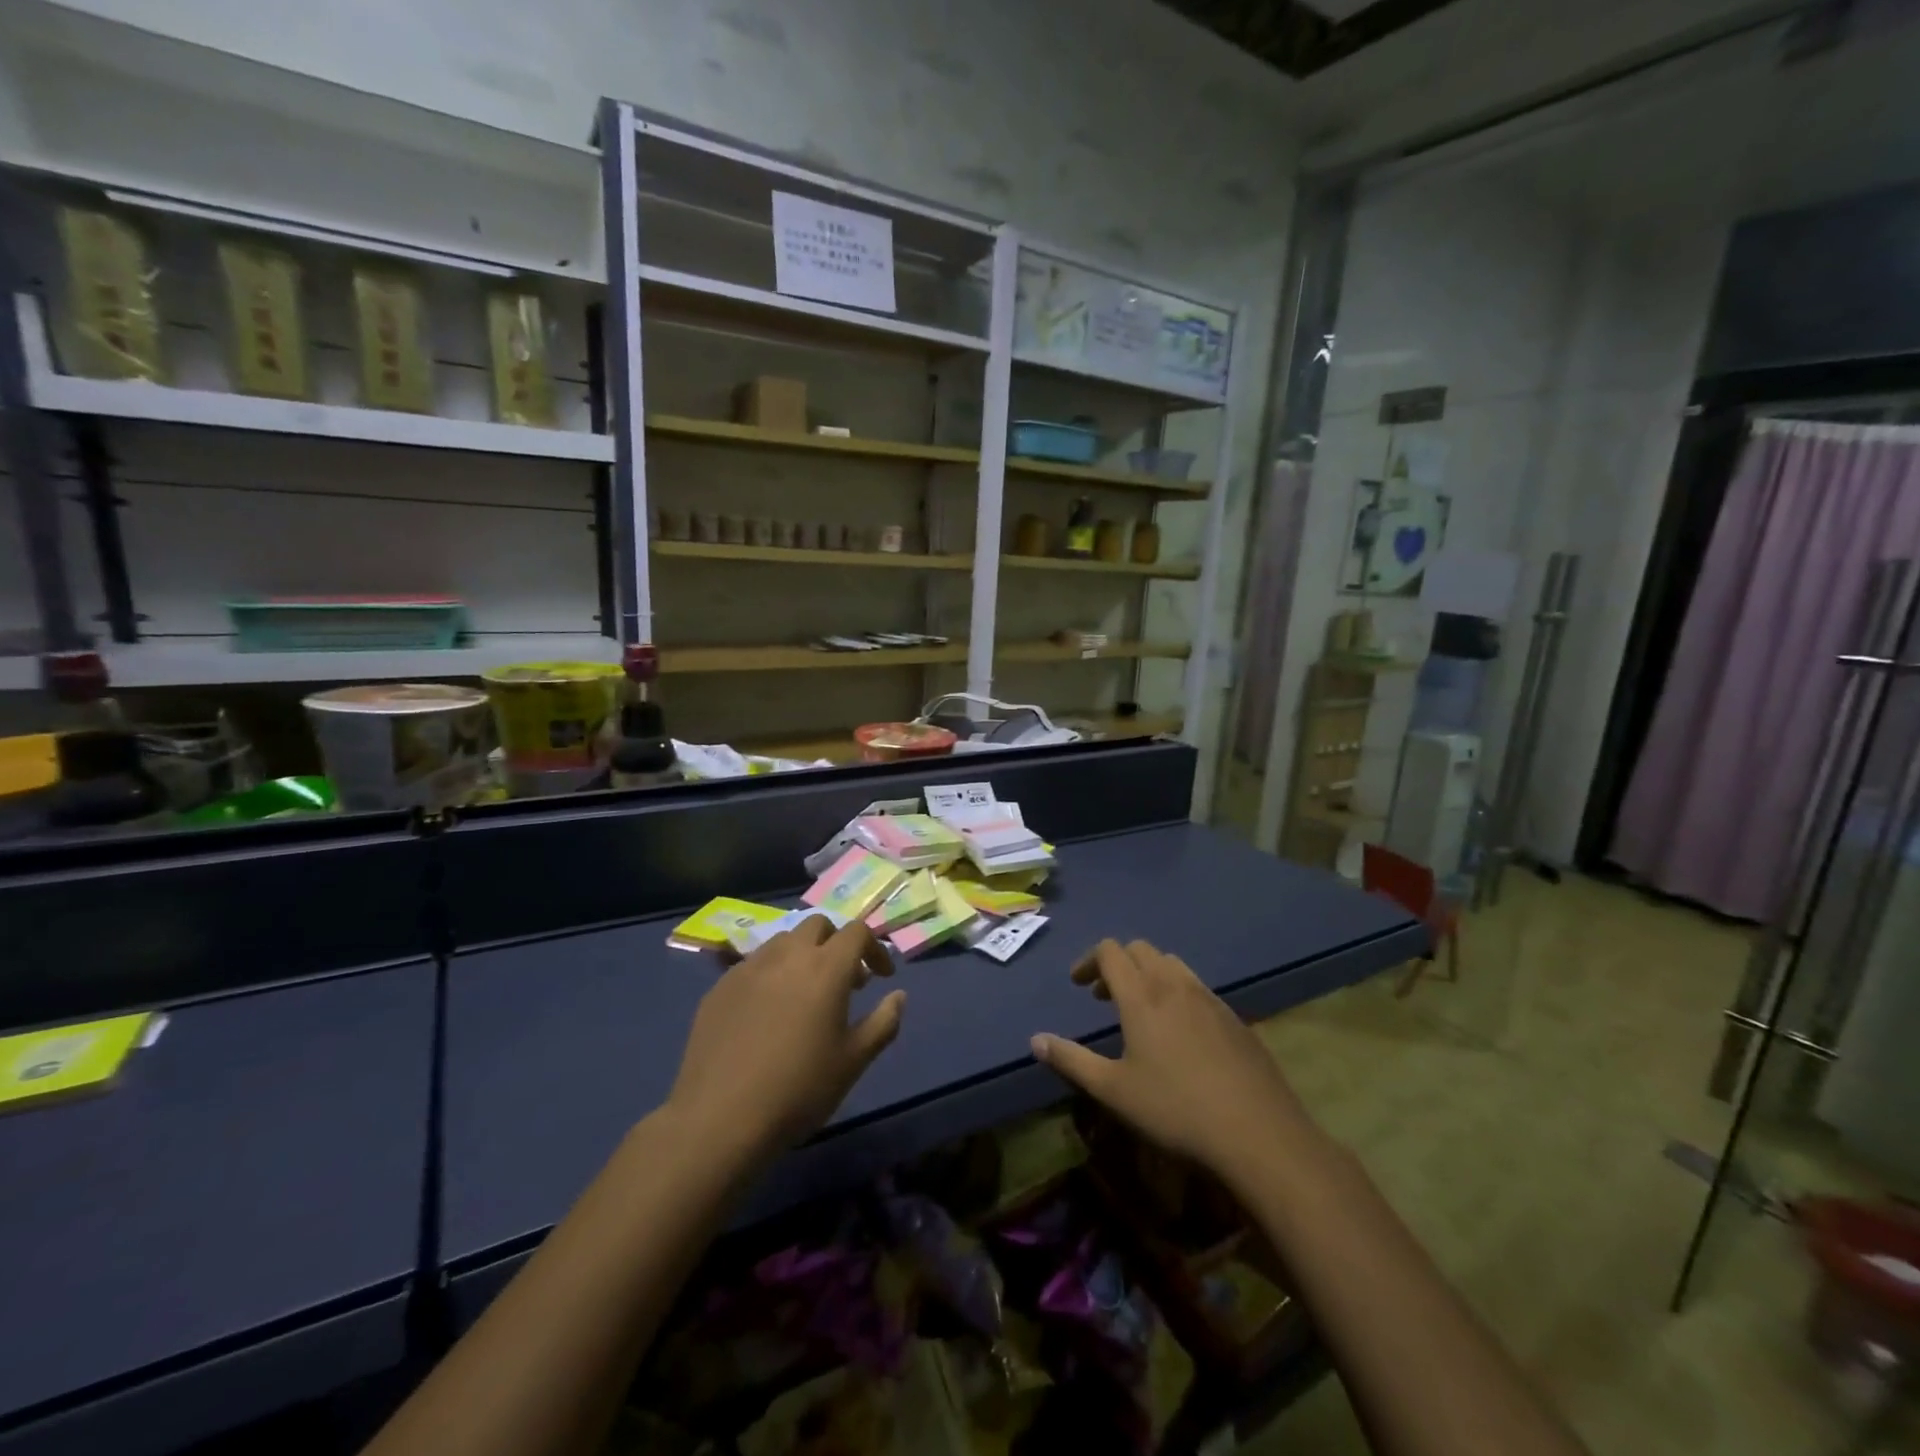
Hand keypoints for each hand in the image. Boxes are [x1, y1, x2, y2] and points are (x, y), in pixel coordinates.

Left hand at [669, 916, 905, 1159]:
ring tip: (805, 995)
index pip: (857, 931)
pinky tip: (767, 1013)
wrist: (720, 1119)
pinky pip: (754, 964)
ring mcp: (749, 968)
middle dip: (836, 943)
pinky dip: (771, 974)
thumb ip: (883, 1022)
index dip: (874, 948)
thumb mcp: (853, 1061)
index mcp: (826, 968)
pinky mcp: (720, 986)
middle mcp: (787, 955)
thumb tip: (898, 995)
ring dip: (802, 956)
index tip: (880, 978)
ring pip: (783, 941)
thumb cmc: (798, 1090)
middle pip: (818, 925)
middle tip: (844, 981)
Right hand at [1031, 939, 1313, 1186]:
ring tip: (1141, 1011)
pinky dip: (1178, 993)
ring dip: (1149, 974)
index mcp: (1142, 996)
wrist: (1258, 1134)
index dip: (1089, 960)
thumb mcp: (1113, 1091)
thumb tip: (1035, 1040)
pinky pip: (1198, 988)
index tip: (1078, 985)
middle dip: (1118, 964)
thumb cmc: (1176, 1110)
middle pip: (1142, 950)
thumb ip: (1071, 1061)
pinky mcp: (1235, 1019)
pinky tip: (1181, 1035)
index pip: (1110, 951)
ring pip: (1173, 964)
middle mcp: (1175, 985)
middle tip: (1104, 997)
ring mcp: (1210, 999)